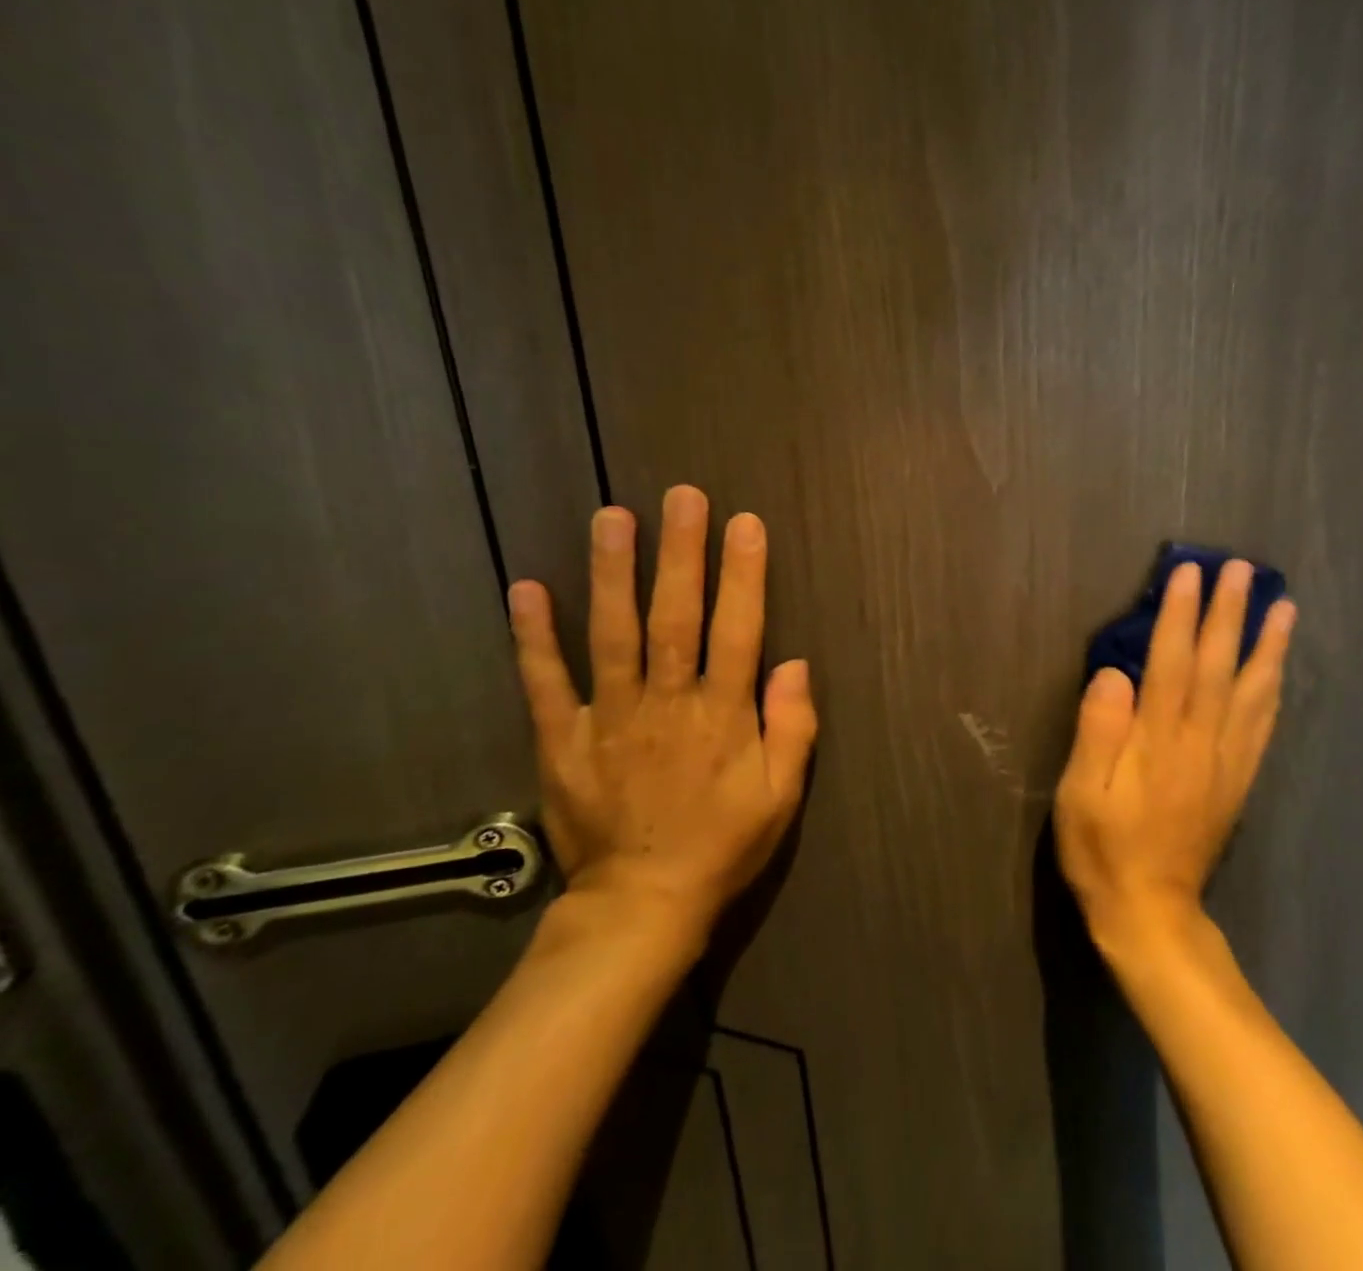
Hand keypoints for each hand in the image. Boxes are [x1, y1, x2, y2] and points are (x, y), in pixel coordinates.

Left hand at [506, 487, 816, 941]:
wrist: (641, 906)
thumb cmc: (722, 845)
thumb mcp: (781, 797)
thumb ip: (793, 728)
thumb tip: (795, 663)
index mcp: (722, 717)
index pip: (738, 632)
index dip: (744, 576)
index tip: (744, 524)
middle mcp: (666, 705)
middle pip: (675, 618)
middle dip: (681, 554)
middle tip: (681, 496)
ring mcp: (609, 719)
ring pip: (612, 636)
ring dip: (612, 574)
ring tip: (612, 517)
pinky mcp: (563, 740)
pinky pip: (546, 683)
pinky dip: (533, 637)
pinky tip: (527, 588)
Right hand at [1053, 561, 1296, 945]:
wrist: (1151, 913)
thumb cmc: (1103, 849)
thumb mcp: (1080, 793)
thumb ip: (1098, 730)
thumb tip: (1115, 673)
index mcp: (1158, 741)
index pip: (1172, 662)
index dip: (1180, 614)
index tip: (1188, 573)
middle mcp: (1201, 742)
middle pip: (1218, 666)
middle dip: (1229, 613)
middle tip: (1241, 568)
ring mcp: (1226, 762)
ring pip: (1252, 691)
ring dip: (1267, 645)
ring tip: (1283, 607)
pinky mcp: (1237, 781)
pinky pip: (1262, 726)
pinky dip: (1273, 690)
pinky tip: (1278, 670)